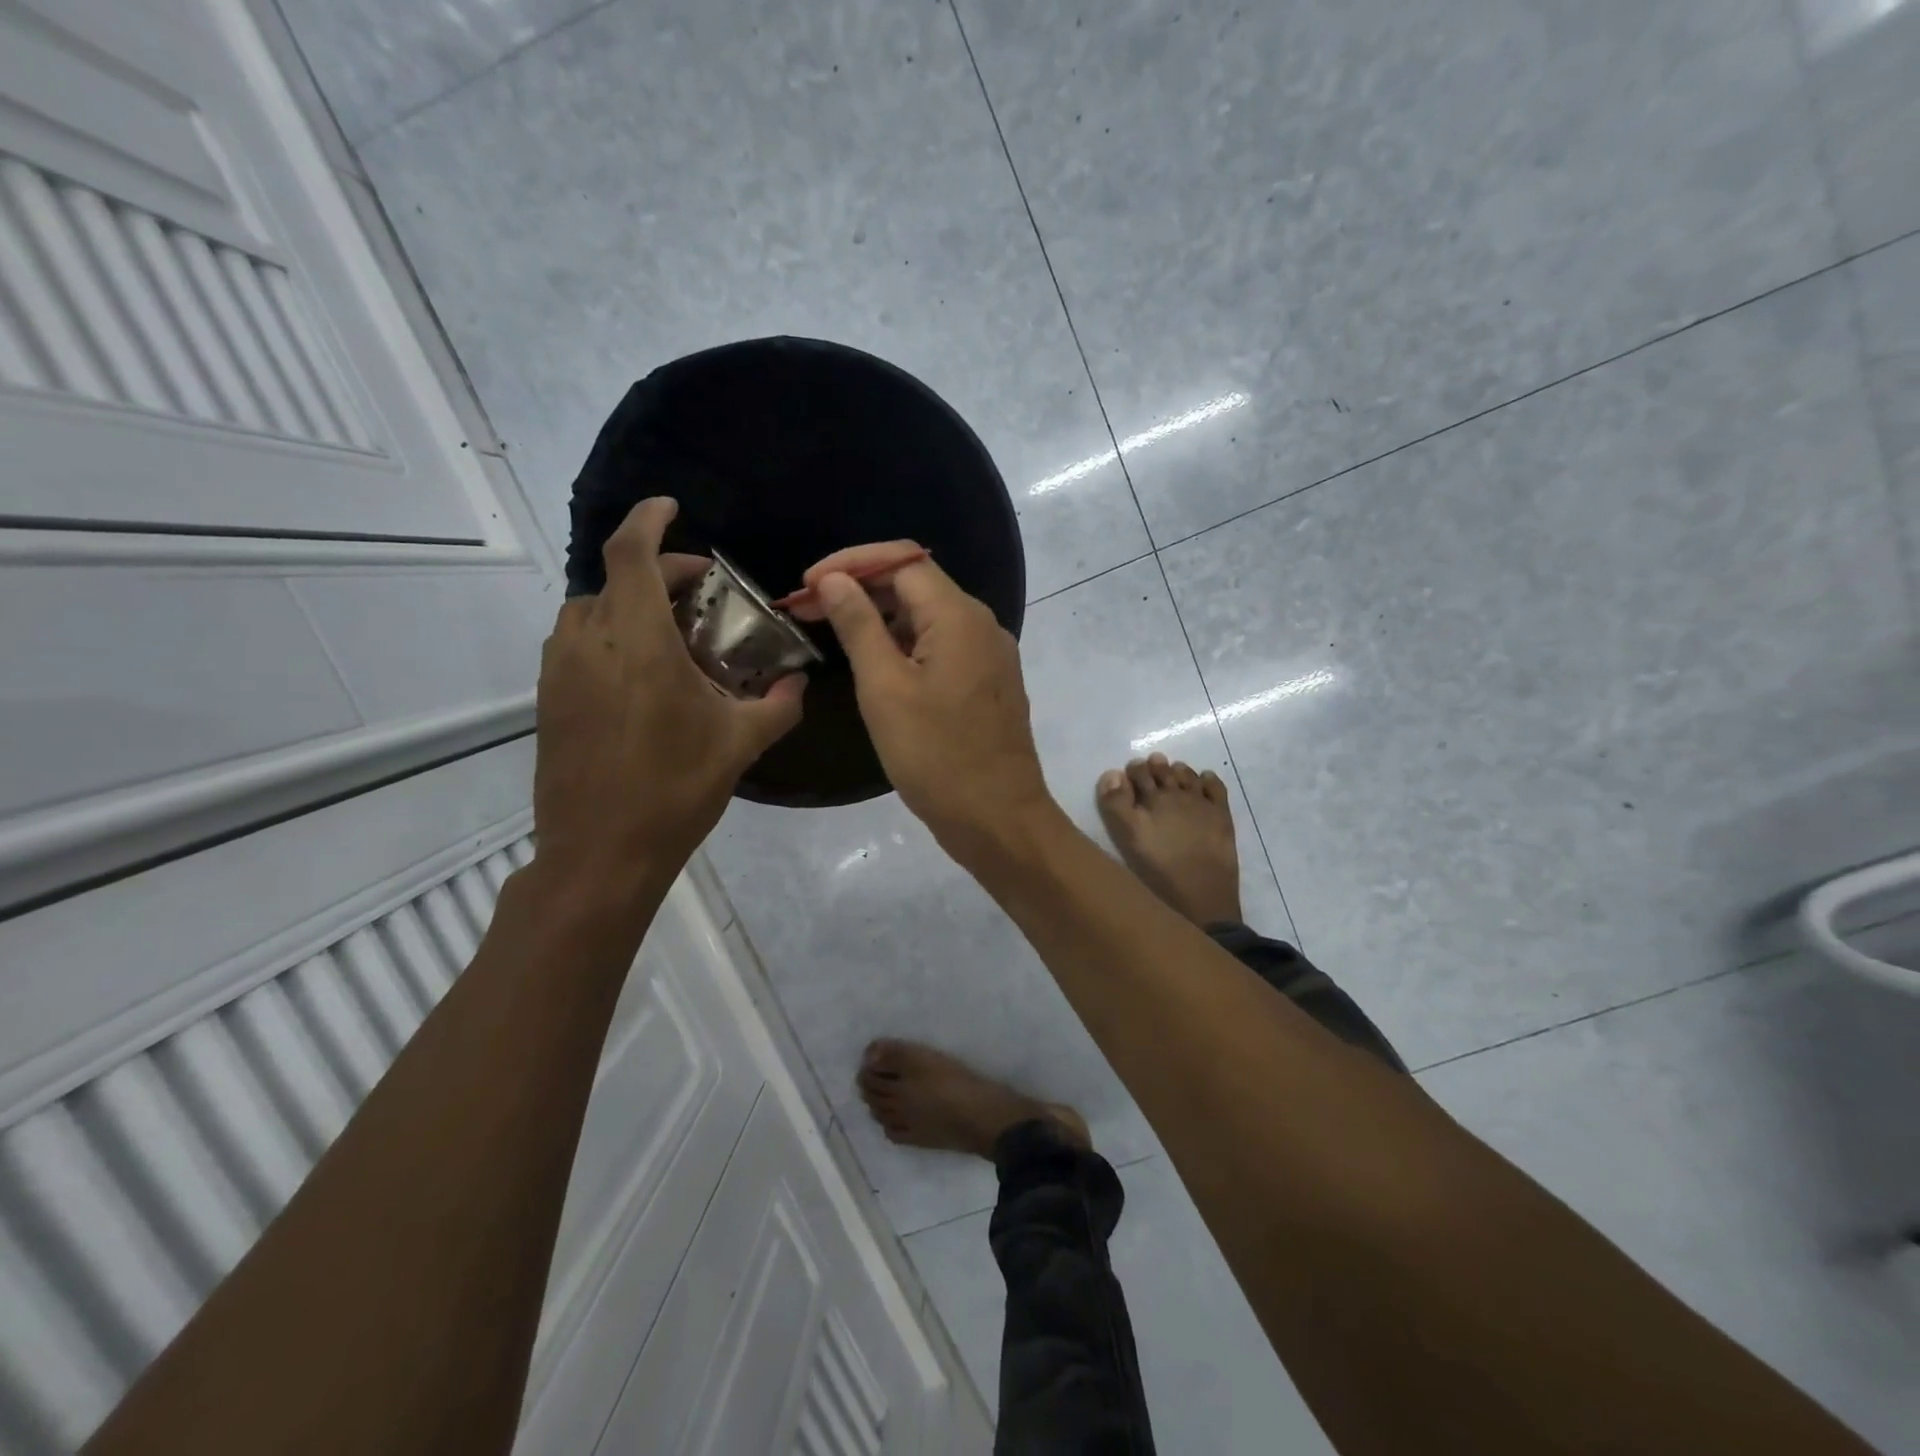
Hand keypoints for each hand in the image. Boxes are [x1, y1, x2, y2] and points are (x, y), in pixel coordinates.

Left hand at [531, 499, 804, 910]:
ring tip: (668, 631)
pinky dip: (608, 634)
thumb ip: (777, 706)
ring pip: (590, 610)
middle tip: (698, 590)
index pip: (631, 554)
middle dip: (656, 572)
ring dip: (628, 603)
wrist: (599, 853)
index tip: (672, 508)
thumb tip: (799, 685)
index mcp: (639, 644)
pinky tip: (640, 672)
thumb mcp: (740, 745)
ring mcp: (561, 671)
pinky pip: (577, 643)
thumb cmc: (674, 792)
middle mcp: (590, 644)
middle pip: (614, 579)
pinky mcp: (549, 698)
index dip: (649, 520)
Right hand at [804, 542, 1053, 854]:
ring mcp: (988, 655)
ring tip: (831, 634)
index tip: (806, 586)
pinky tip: (873, 664)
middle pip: (915, 585)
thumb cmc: (937, 756)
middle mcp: (981, 625)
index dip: (850, 564)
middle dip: (860, 589)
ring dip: (879, 619)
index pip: (901, 561)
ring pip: (927, 618)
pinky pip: (941, 647)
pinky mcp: (986, 683)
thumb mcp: (885, 689)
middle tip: (808, 612)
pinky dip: (904, 646)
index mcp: (959, 616)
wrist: (998, 819)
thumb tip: (836, 580)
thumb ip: (859, 626)